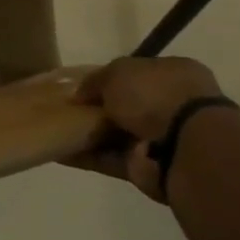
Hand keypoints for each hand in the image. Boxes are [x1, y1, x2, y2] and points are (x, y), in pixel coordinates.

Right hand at [68, 55, 222, 201]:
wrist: (183, 146)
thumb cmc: (155, 96)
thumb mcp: (118, 72)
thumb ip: (96, 80)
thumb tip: (79, 94)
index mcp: (175, 74)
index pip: (138, 73)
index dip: (109, 78)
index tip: (83, 85)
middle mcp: (173, 105)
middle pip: (128, 105)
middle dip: (99, 108)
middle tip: (67, 108)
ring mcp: (162, 139)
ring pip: (118, 134)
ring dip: (90, 134)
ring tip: (56, 130)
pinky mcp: (149, 167)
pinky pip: (111, 159)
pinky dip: (87, 157)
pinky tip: (60, 154)